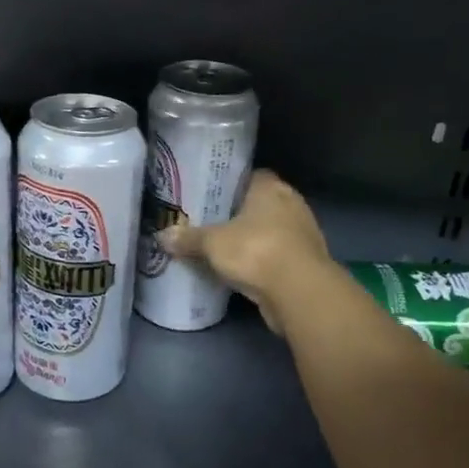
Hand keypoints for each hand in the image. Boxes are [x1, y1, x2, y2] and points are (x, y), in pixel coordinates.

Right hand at [157, 169, 332, 333]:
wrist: (299, 291)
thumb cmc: (255, 250)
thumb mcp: (212, 244)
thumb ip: (188, 238)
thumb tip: (161, 236)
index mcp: (271, 187)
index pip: (251, 175)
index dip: (231, 184)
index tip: (212, 195)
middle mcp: (291, 203)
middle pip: (260, 203)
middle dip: (239, 213)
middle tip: (211, 222)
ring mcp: (303, 233)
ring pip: (271, 230)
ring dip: (253, 239)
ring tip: (224, 248)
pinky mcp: (306, 261)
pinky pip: (277, 255)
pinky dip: (263, 261)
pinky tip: (242, 270)